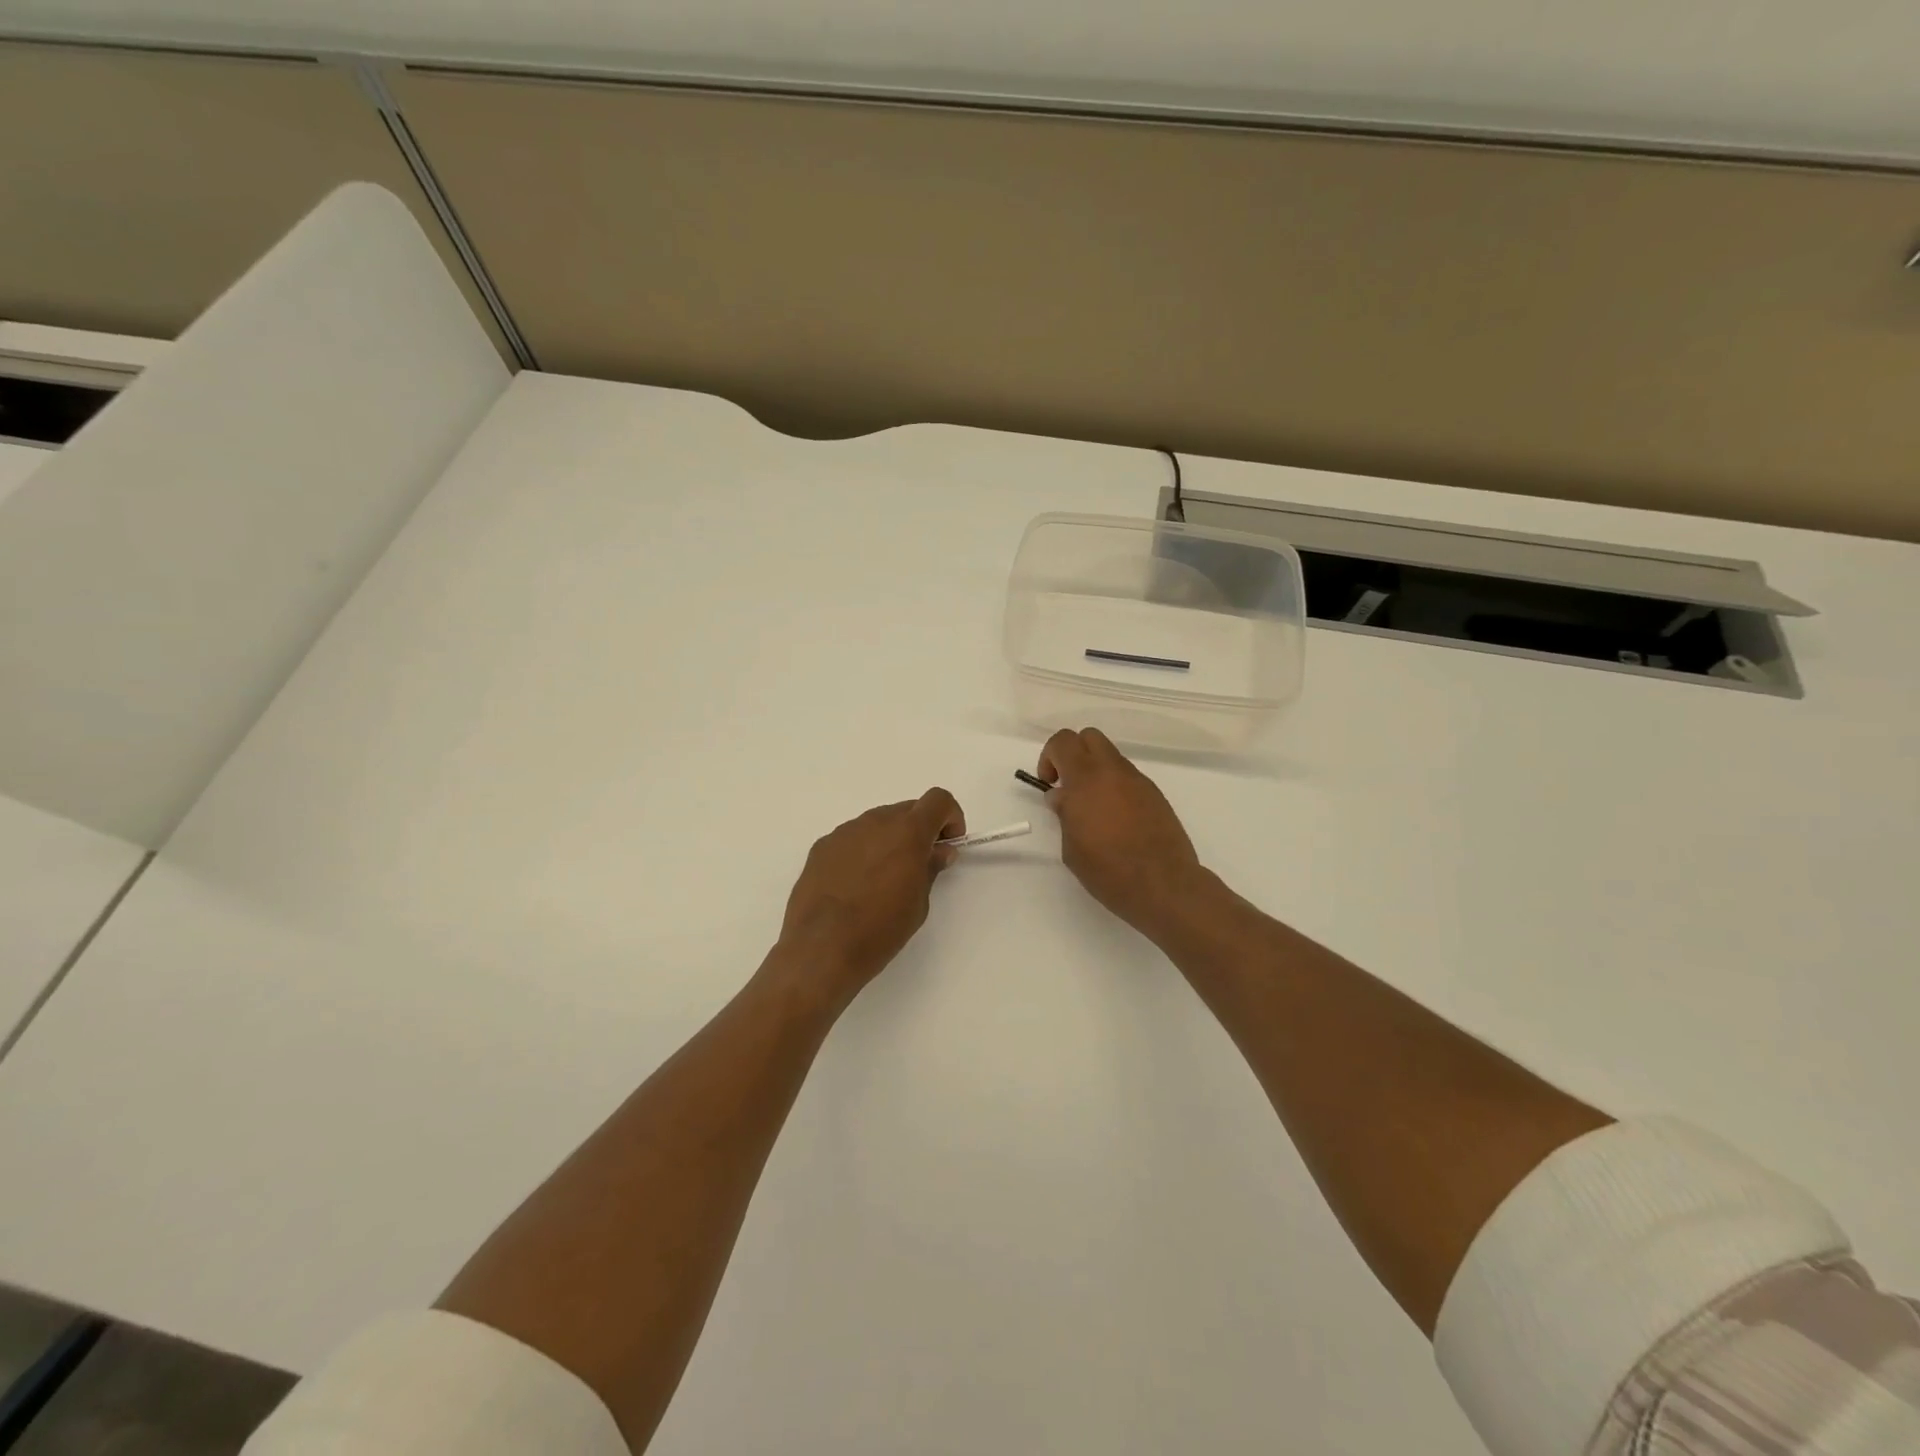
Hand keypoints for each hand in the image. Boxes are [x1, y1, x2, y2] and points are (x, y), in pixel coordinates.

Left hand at [776, 788, 965, 1004]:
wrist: (820, 949)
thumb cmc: (880, 930)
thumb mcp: (918, 904)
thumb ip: (930, 868)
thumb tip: (938, 851)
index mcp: (907, 832)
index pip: (938, 800)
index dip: (949, 817)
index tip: (948, 844)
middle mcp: (875, 822)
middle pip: (907, 810)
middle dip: (920, 830)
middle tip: (919, 865)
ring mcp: (844, 832)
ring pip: (877, 823)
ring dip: (889, 840)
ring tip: (883, 879)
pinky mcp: (821, 847)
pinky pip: (852, 838)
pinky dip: (863, 851)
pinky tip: (855, 885)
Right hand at [1038, 729, 1204, 939]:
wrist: (1163, 885)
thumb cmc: (1108, 870)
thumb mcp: (1071, 847)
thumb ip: (1064, 814)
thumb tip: (1062, 797)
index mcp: (1086, 780)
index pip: (1063, 741)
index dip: (1050, 757)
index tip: (1049, 784)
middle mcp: (1113, 771)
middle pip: (1089, 737)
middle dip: (1073, 754)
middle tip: (1068, 786)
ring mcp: (1138, 781)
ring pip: (1111, 757)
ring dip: (1096, 772)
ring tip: (1093, 809)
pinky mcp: (1155, 795)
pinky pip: (1128, 778)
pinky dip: (1115, 787)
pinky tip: (1116, 820)